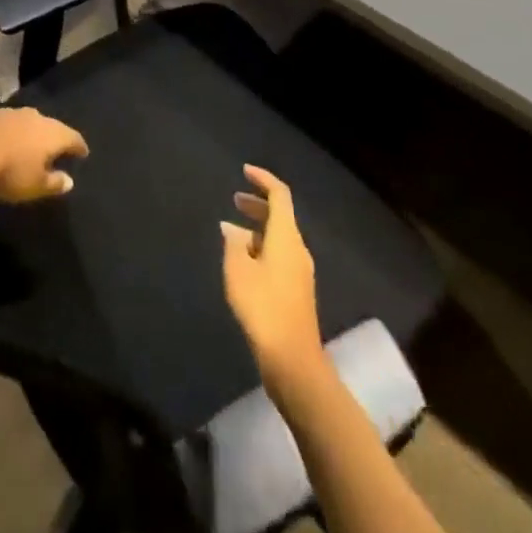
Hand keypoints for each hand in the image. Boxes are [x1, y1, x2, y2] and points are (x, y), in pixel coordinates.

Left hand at [0, 106, 87, 203]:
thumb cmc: (9, 172)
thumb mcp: (35, 186)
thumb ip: (54, 183)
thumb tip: (70, 181)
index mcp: (51, 133)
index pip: (72, 137)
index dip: (78, 146)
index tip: (83, 152)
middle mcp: (33, 116)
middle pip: (49, 125)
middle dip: (53, 136)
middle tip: (54, 147)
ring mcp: (8, 111)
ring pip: (24, 120)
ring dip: (27, 131)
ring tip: (26, 142)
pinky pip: (1, 121)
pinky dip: (4, 129)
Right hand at [221, 165, 325, 387]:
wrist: (293, 361)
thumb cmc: (263, 307)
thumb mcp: (238, 271)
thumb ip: (233, 244)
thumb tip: (231, 228)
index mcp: (287, 236)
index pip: (279, 194)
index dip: (263, 179)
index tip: (244, 172)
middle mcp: (298, 248)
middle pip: (281, 215)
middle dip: (258, 204)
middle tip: (235, 200)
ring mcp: (300, 271)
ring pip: (280, 237)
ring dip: (258, 229)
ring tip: (232, 233)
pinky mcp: (297, 291)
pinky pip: (280, 255)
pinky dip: (261, 248)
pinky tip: (243, 263)